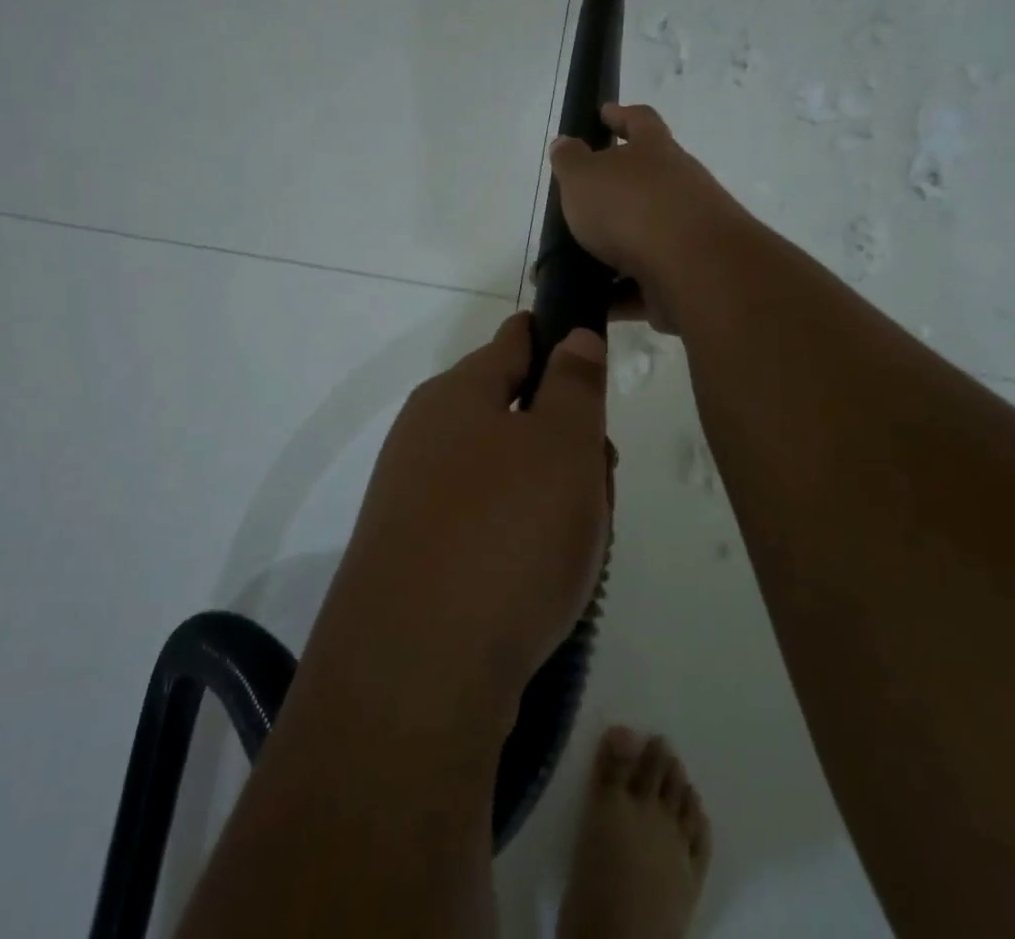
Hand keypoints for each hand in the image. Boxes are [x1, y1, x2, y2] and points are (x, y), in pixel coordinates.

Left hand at [310, 313, 611, 714]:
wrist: (416, 677)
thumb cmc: (506, 534)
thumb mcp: (563, 443)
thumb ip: (575, 382)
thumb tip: (572, 336)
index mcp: (456, 394)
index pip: (514, 342)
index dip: (559, 343)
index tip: (596, 372)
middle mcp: (426, 437)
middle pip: (514, 414)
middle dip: (566, 440)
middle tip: (600, 480)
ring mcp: (414, 500)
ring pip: (505, 475)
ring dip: (551, 496)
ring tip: (580, 543)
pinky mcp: (414, 560)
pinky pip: (484, 526)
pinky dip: (521, 540)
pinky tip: (544, 581)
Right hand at [549, 104, 747, 332]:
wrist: (693, 268)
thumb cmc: (632, 207)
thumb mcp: (584, 176)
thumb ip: (570, 161)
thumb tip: (565, 144)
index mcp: (656, 152)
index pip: (640, 121)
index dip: (621, 115)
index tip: (604, 113)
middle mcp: (678, 187)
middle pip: (646, 182)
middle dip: (615, 192)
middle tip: (580, 202)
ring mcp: (686, 234)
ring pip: (643, 237)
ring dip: (612, 249)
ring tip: (573, 262)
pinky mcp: (685, 278)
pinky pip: (644, 283)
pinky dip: (619, 292)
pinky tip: (590, 301)